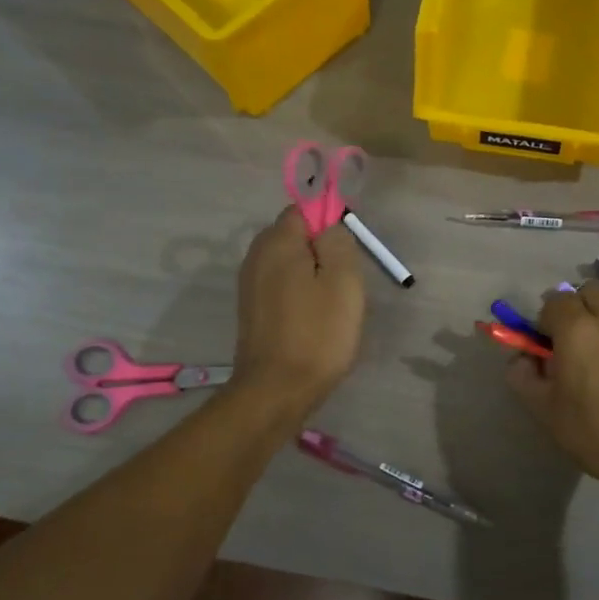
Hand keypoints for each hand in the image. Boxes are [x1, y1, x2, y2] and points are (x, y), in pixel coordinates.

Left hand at [234, 208, 364, 411]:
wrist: (277, 390)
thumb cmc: (318, 332)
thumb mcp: (343, 280)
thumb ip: (338, 241)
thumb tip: (330, 226)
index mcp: (277, 241)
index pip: (304, 209)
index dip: (330, 223)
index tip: (348, 253)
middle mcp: (256, 255)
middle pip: (295, 236)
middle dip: (322, 251)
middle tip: (345, 284)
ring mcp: (250, 284)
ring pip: (290, 264)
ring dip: (313, 276)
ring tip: (332, 306)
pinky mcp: (252, 310)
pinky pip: (282, 287)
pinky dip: (300, 296)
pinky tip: (314, 321)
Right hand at [506, 280, 598, 495]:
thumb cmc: (592, 432)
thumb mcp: (543, 409)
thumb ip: (522, 375)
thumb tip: (521, 357)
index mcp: (577, 329)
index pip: (555, 299)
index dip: (546, 318)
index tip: (545, 344)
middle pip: (590, 292)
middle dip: (577, 308)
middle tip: (572, 341)